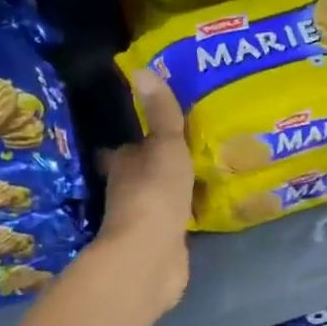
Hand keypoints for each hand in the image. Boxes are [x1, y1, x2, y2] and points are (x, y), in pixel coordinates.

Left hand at [97, 69, 193, 315]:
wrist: (151, 256)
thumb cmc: (155, 194)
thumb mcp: (165, 147)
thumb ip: (161, 114)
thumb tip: (142, 69)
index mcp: (123, 167)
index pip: (123, 151)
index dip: (134, 143)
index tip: (149, 134)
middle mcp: (128, 193)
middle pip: (140, 175)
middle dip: (155, 166)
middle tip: (182, 152)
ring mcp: (145, 222)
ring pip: (159, 199)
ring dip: (171, 191)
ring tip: (199, 177)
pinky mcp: (163, 245)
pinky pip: (176, 223)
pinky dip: (185, 216)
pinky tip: (203, 209)